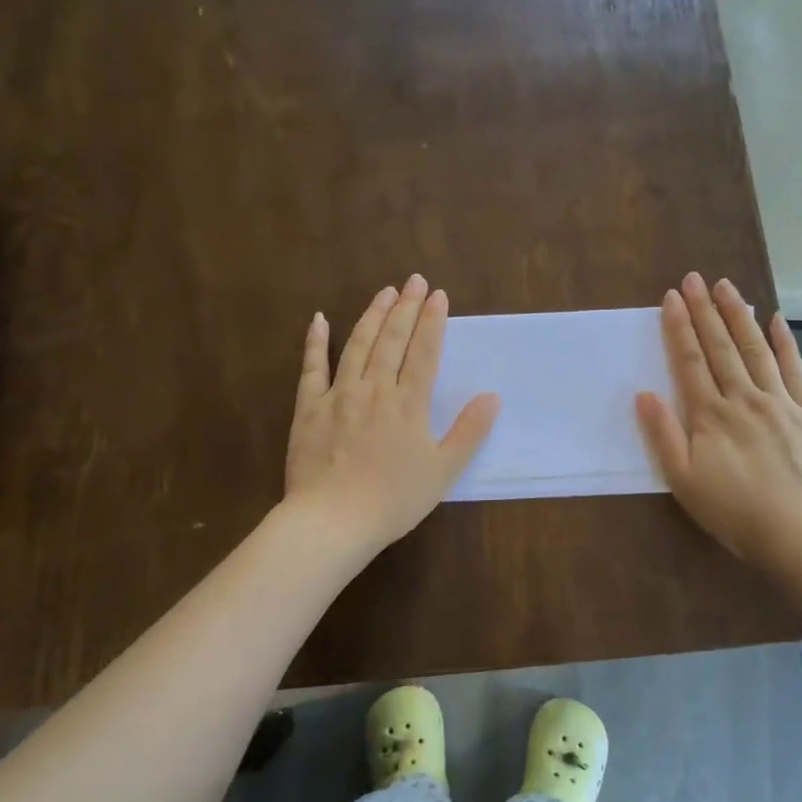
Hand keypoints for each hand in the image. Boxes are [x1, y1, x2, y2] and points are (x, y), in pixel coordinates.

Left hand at [285, 275, 499, 553]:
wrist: (333, 520)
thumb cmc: (393, 499)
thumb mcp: (443, 470)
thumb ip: (469, 431)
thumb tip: (492, 397)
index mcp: (409, 404)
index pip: (424, 352)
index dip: (432, 321)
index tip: (438, 295)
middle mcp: (375, 389)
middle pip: (392, 340)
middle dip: (405, 307)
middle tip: (413, 280)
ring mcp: (338, 395)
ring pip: (357, 345)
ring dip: (372, 315)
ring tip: (384, 292)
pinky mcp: (309, 408)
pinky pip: (312, 368)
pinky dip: (316, 342)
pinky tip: (320, 320)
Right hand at [636, 273, 801, 577]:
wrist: (800, 534)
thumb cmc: (734, 512)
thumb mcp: (683, 481)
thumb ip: (662, 435)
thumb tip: (643, 394)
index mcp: (710, 415)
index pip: (690, 361)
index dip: (679, 328)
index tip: (672, 297)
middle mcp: (744, 398)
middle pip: (721, 347)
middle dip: (705, 310)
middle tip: (695, 278)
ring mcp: (780, 402)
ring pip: (756, 349)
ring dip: (740, 316)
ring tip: (727, 287)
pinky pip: (795, 369)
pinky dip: (785, 343)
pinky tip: (777, 320)